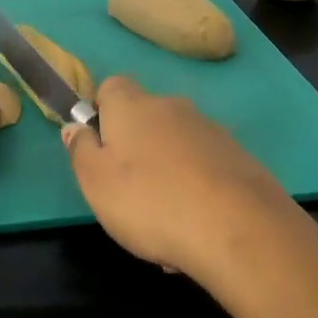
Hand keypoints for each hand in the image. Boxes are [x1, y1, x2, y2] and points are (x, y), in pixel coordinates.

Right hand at [63, 75, 297, 283]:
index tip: (99, 147)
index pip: (110, 86)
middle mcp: (172, 107)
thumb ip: (80, 149)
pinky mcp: (241, 159)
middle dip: (137, 147)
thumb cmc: (151, 202)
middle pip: (146, 117)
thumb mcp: (95, 181)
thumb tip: (76, 127)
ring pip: (177, 146)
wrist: (240, 230)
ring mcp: (211, 130)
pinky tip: (198, 230)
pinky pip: (206, 169)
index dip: (102, 112)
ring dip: (168, 172)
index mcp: (132, 105)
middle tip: (129, 192)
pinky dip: (198, 190)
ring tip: (167, 224)